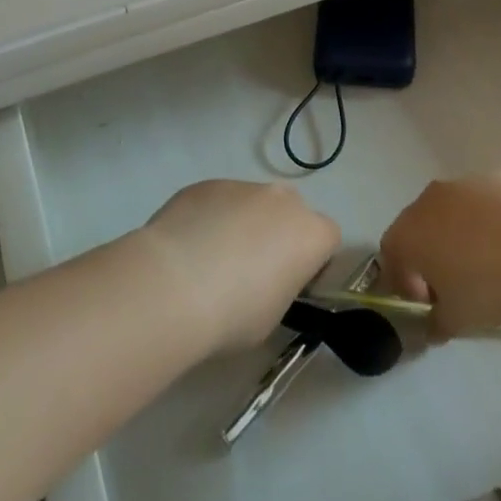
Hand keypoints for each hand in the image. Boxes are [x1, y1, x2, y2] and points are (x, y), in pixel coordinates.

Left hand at [141, 180, 339, 353]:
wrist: (173, 285)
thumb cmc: (233, 314)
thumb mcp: (273, 316)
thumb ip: (281, 287)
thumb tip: (265, 280)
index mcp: (310, 232)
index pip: (327, 239)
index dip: (312, 261)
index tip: (290, 283)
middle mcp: (282, 199)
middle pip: (291, 212)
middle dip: (278, 234)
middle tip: (251, 271)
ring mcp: (243, 185)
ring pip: (252, 204)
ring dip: (242, 224)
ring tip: (209, 261)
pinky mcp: (206, 184)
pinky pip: (218, 201)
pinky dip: (210, 219)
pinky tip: (187, 248)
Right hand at [379, 173, 500, 337]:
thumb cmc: (488, 285)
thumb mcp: (457, 319)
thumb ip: (437, 323)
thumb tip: (434, 325)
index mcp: (410, 231)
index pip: (391, 254)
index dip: (404, 281)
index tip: (428, 304)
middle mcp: (430, 199)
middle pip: (420, 228)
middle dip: (431, 256)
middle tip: (455, 287)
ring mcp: (464, 183)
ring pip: (453, 212)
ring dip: (460, 236)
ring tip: (489, 265)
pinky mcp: (498, 177)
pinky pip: (484, 204)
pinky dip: (489, 223)